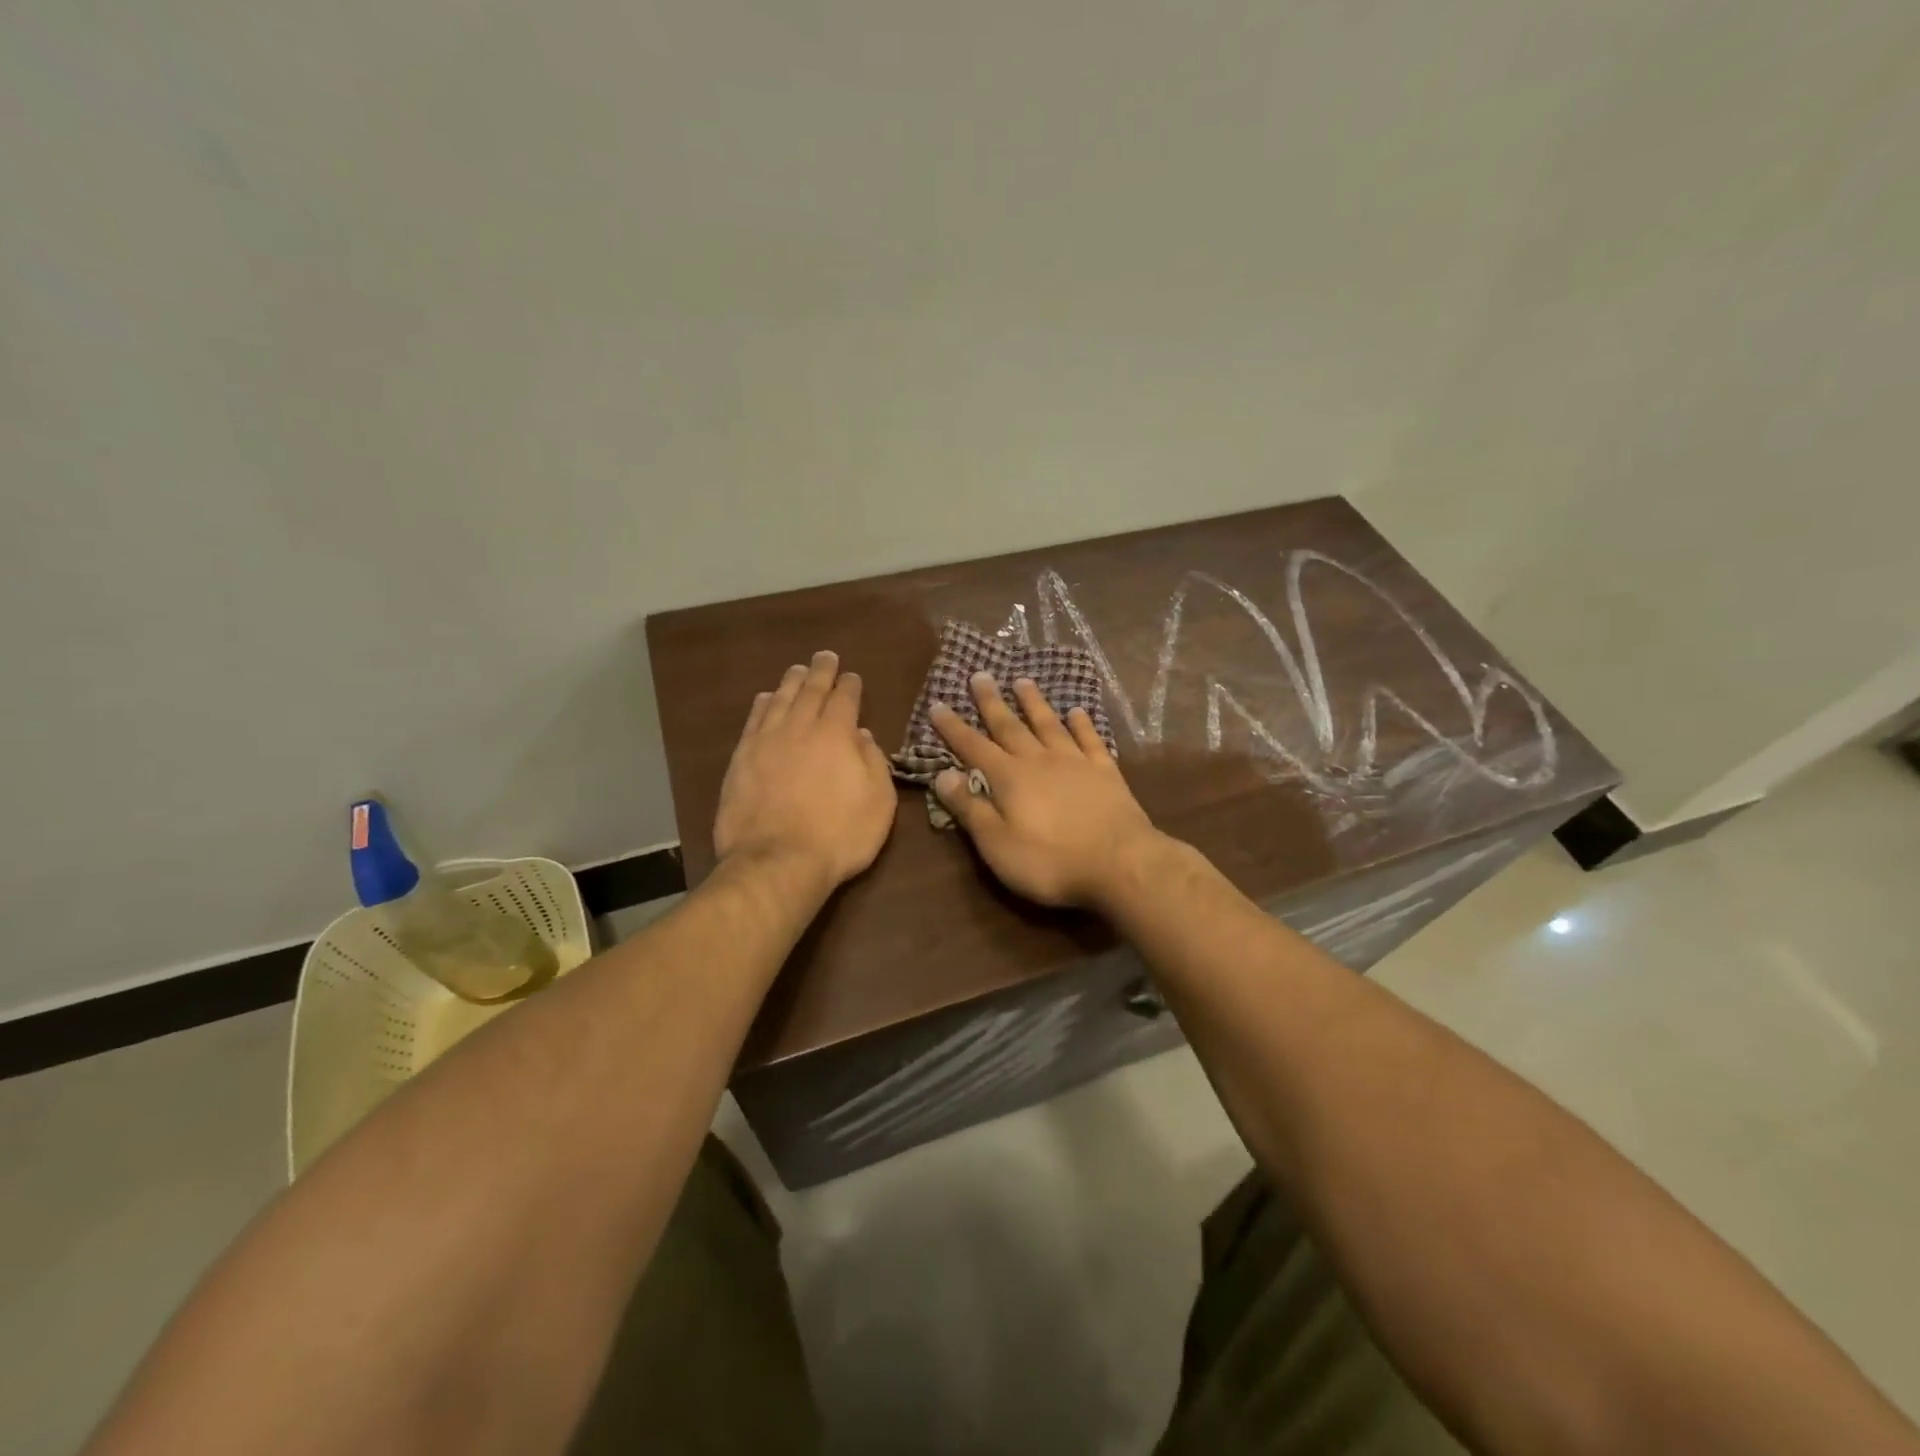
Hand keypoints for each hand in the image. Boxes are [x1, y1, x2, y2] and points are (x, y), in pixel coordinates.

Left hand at [713, 651, 897, 894]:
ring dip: (790, 682)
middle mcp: (800, 728)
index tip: (852, 676)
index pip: (844, 699)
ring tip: (797, 670)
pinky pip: (753, 721)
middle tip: (825, 656)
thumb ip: (873, 762)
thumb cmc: (839, 835)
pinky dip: (762, 705)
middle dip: (821, 671)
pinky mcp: (741, 759)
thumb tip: (861, 734)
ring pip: (779, 700)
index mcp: (837, 735)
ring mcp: (766, 742)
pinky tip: (765, 698)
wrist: (777, 862)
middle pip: (810, 691)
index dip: (850, 685)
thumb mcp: (879, 802)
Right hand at [929, 673, 1162, 908]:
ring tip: (1022, 681)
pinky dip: (1081, 723)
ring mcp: (1075, 762)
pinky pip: (1090, 739)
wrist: (1121, 863)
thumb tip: (942, 774)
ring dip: (1034, 702)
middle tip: (980, 676)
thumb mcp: (997, 844)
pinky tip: (1076, 711)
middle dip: (991, 702)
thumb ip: (970, 808)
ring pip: (1049, 724)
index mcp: (1009, 778)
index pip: (973, 747)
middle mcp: (1039, 760)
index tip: (937, 704)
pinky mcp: (1105, 771)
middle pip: (1010, 726)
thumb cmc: (1051, 861)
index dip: (953, 728)